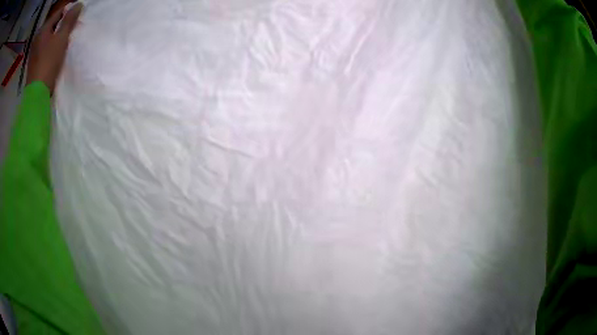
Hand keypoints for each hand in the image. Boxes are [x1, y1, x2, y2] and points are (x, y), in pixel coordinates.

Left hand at [26, 2, 82, 93]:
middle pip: (53, 24)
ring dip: (57, 34)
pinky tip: (56, 49)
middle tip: (73, 26)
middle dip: (63, 23)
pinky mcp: (34, 61)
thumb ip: (69, 20)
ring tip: (65, 38)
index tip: (78, 14)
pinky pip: (45, 46)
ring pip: (49, 35)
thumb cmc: (49, 62)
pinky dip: (51, 44)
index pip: (59, 12)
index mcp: (43, 29)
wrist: (37, 94)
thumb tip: (79, 4)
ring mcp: (34, 50)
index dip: (69, 11)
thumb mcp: (61, 38)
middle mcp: (37, 37)